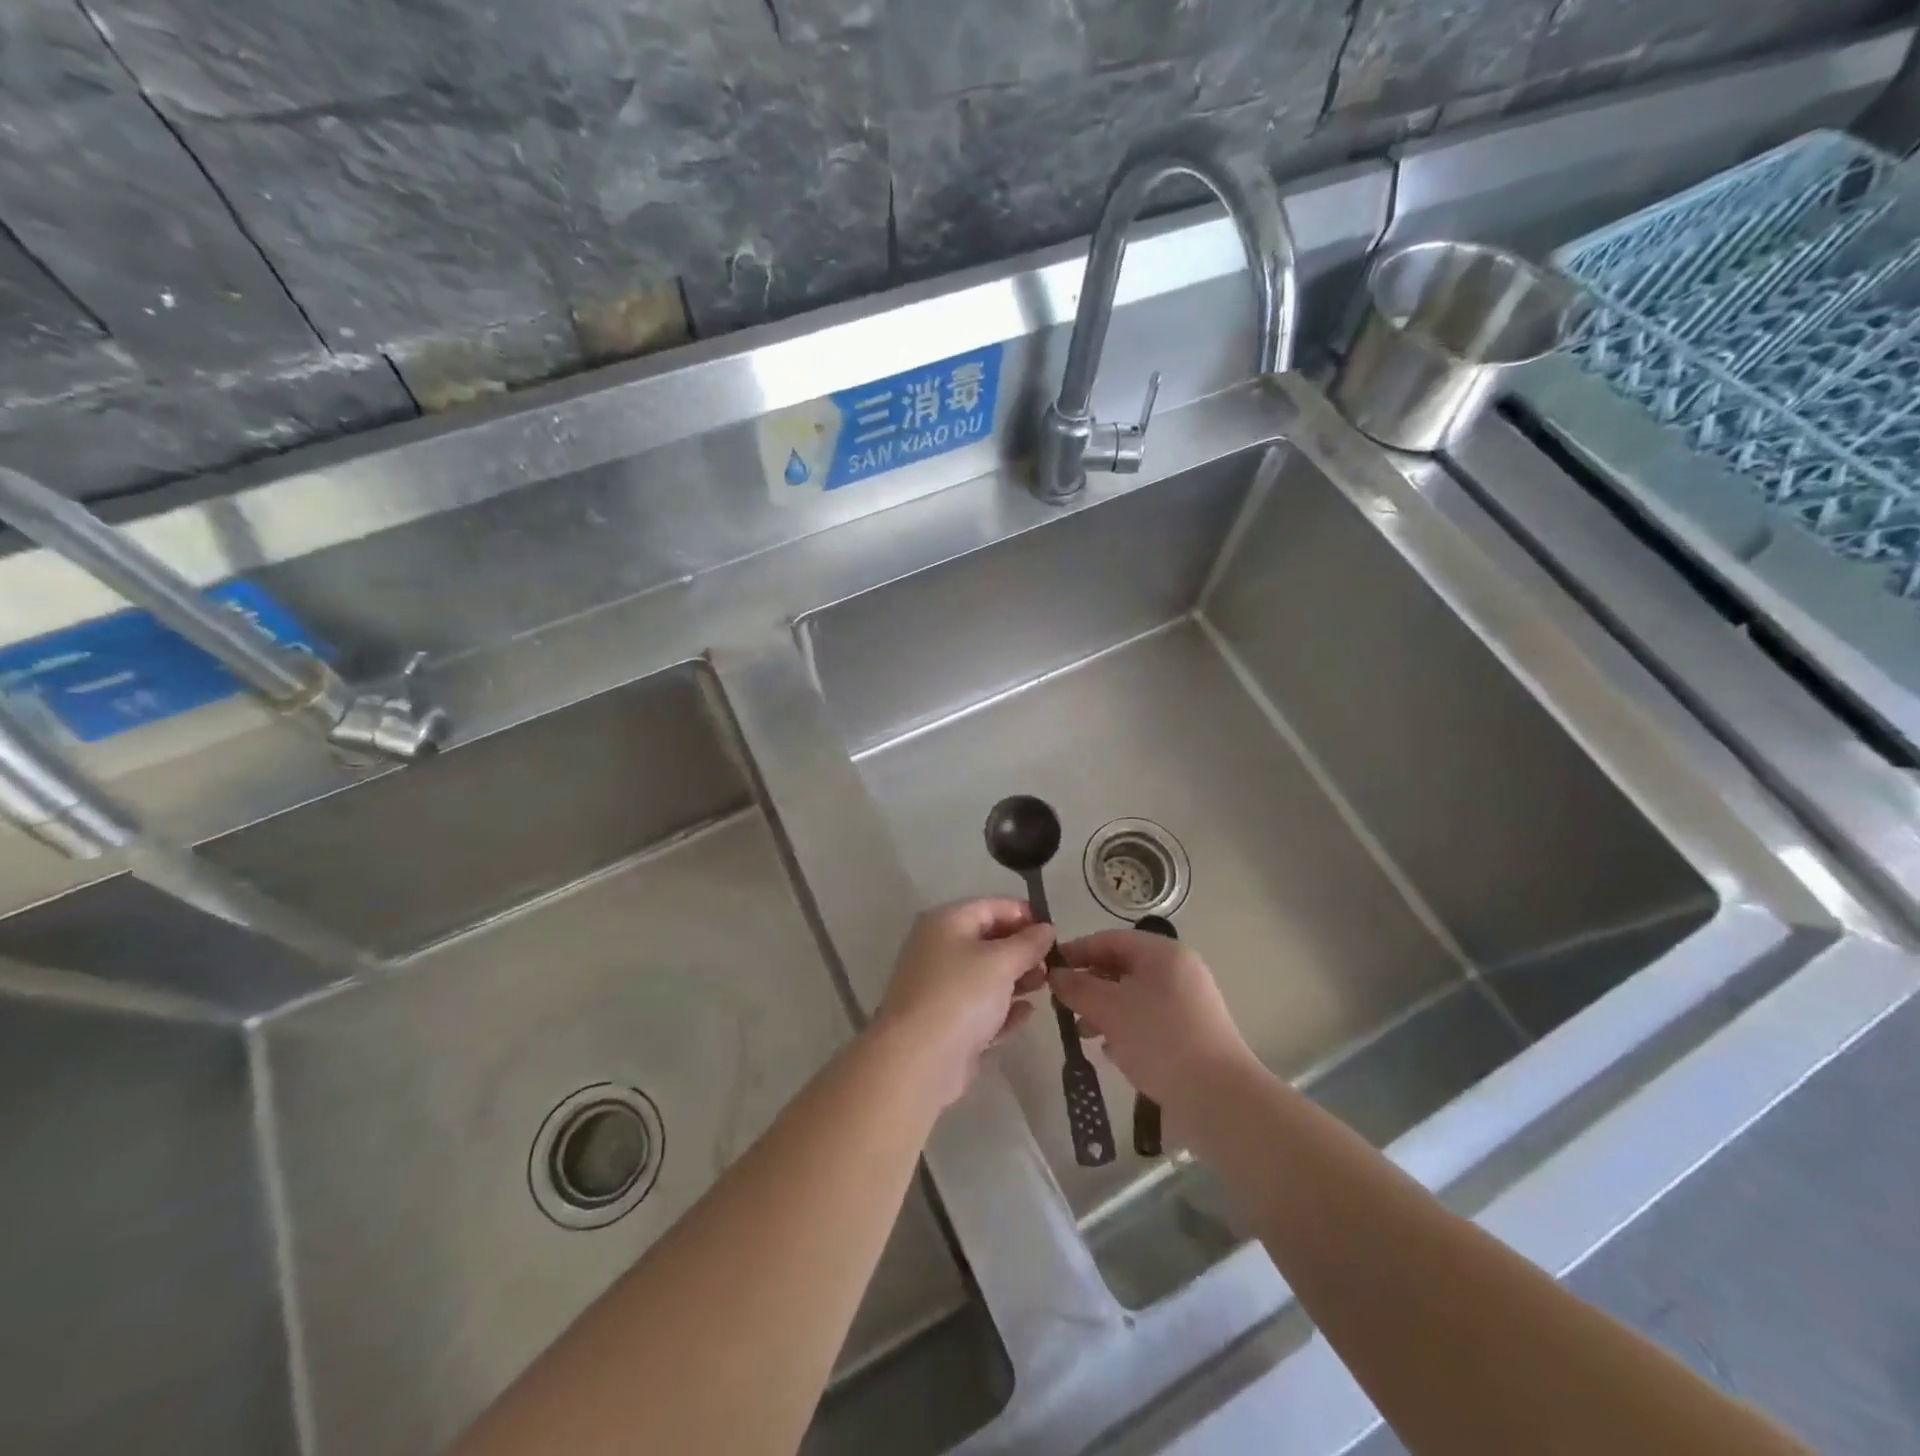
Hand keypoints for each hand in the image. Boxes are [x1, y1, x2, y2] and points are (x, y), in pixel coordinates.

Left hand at [871, 899, 1053, 1107]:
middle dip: (1022, 949)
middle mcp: (939, 948)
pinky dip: (1003, 1008)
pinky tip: (1026, 1014)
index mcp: (946, 922)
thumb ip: (1028, 943)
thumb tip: (1047, 928)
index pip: (991, 906)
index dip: (1024, 914)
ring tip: (1045, 986)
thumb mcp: (1001, 962)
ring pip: (985, 975)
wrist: (918, 1060)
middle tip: (1053, 963)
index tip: (1054, 931)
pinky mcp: (946, 1021)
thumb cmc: (961, 995)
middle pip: (988, 940)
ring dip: (1016, 978)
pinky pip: (980, 1007)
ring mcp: (940, 987)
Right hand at [1049, 930, 1257, 1108]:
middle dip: (1089, 985)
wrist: (1219, 1097)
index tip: (1049, 969)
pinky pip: (1150, 1020)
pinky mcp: (1192, 1033)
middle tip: (1063, 1005)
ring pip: (1134, 996)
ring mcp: (1189, 1003)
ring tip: (1083, 1033)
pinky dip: (1126, 1029)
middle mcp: (1178, 970)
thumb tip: (1055, 974)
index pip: (1110, 939)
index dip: (1077, 951)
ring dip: (1104, 1010)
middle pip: (1122, 967)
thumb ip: (1077, 987)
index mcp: (1162, 953)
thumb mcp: (1109, 1008)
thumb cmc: (1159, 1039)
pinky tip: (1110, 1050)